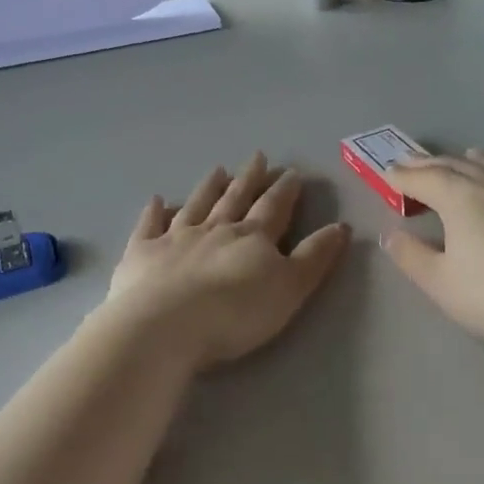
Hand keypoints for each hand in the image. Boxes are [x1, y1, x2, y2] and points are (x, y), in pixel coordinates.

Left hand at [101, 153, 349, 371]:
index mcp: (252, 238)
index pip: (274, 208)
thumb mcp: (289, 289)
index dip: (285, 191)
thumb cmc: (235, 314)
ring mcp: (175, 238)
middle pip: (235, 199)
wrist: (165, 327)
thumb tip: (341, 226)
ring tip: (218, 170)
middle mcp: (215, 230)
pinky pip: (149, 226)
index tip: (292, 172)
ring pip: (196, 206)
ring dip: (209, 188)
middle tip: (258, 157)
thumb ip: (315, 257)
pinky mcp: (142, 254)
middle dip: (250, 179)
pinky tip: (156, 200)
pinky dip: (154, 212)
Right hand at [382, 149, 483, 353]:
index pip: (423, 179)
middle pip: (457, 166)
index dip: (402, 176)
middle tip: (415, 162)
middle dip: (432, 164)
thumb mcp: (441, 284)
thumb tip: (391, 235)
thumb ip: (411, 257)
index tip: (388, 173)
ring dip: (477, 160)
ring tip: (467, 155)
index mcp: (460, 197)